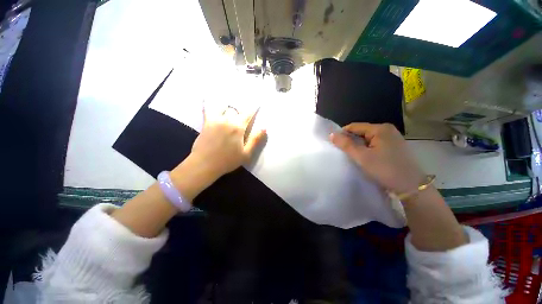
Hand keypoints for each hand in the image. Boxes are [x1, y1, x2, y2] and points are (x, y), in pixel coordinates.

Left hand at [189, 106, 265, 178]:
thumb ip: (255, 140)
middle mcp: (226, 120)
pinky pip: (207, 110)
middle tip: (242, 120)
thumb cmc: (227, 161)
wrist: (204, 164)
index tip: (257, 104)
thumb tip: (264, 128)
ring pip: (223, 108)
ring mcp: (215, 120)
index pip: (248, 114)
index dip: (253, 109)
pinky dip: (208, 104)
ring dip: (228, 110)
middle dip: (240, 114)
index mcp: (238, 128)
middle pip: (235, 111)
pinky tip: (206, 98)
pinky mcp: (206, 123)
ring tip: (229, 115)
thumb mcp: (246, 154)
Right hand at [330, 123, 424, 193]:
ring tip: (352, 156)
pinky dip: (366, 149)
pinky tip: (364, 157)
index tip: (334, 144)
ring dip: (358, 146)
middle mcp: (387, 130)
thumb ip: (346, 144)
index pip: (354, 126)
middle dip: (350, 141)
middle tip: (343, 152)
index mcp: (380, 129)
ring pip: (367, 139)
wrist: (411, 187)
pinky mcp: (394, 146)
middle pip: (361, 132)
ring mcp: (392, 138)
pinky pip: (374, 144)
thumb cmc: (385, 169)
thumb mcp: (362, 157)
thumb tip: (331, 134)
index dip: (342, 134)